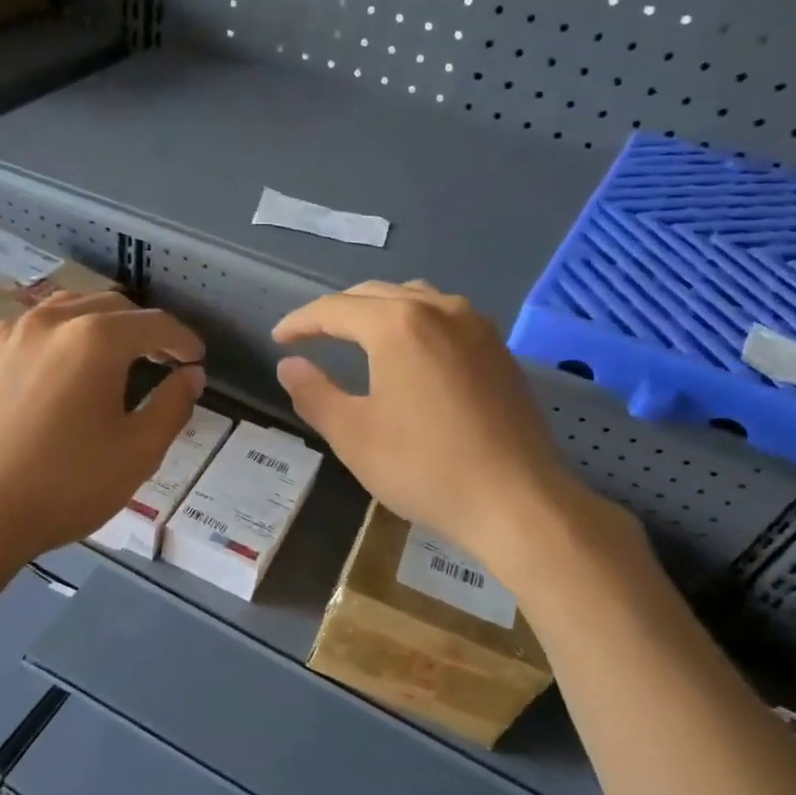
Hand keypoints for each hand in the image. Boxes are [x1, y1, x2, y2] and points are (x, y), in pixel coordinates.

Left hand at [0, 292, 204, 577]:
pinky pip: (33, 330)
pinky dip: (61, 336)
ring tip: (114, 357)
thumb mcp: (137, 453)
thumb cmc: (64, 486)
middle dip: (143, 329)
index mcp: (95, 338)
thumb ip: (172, 407)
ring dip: (100, 325)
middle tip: (162, 360)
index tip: (196, 359)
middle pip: (111, 306)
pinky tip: (61, 368)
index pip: (154, 324)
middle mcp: (52, 321)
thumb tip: (190, 376)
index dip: (183, 340)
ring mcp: (10, 335)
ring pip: (68, 310)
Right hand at [273, 281, 623, 569]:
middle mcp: (439, 309)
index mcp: (397, 325)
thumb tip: (289, 366)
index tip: (279, 339)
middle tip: (311, 336)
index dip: (301, 322)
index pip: (335, 309)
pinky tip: (411, 352)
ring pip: (416, 298)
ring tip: (357, 336)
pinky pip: (446, 317)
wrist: (516, 499)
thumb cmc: (424, 467)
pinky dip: (415, 322)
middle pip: (375, 295)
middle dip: (338, 312)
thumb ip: (314, 393)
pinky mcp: (499, 350)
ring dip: (379, 311)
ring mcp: (477, 326)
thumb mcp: (353, 435)